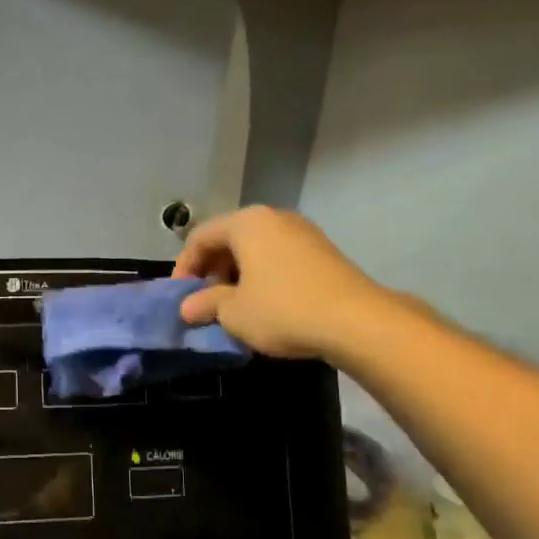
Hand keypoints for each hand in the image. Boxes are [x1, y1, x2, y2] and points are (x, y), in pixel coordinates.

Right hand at [172, 206, 386, 358]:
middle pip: (229, 239)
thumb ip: (206, 304)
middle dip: (211, 270)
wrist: (356, 321)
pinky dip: (262, 276)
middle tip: (205, 301)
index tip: (181, 297)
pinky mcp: (322, 251)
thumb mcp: (234, 312)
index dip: (184, 267)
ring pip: (255, 249)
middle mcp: (274, 218)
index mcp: (247, 223)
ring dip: (236, 275)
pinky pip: (278, 257)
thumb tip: (187, 308)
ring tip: (233, 306)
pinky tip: (263, 304)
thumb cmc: (282, 310)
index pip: (201, 237)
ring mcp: (302, 232)